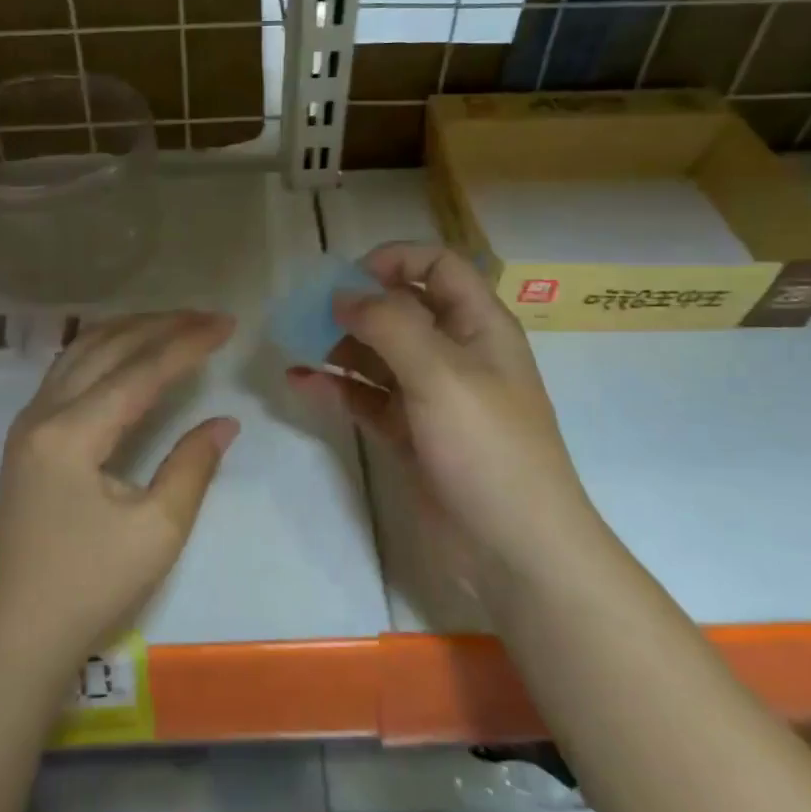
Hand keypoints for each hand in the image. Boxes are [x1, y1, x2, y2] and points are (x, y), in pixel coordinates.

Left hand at [0, 311, 238, 669]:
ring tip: (174, 323)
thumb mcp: (157, 531)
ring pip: (80, 352)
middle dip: (160, 326)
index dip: (186, 344)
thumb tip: (225, 421)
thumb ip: (192, 466)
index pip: (139, 372)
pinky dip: (104, 350)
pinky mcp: (25, 437)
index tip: (226, 324)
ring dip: (129, 330)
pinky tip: (128, 352)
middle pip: (106, 347)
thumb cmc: (90, 587)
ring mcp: (28, 423)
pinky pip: (67, 370)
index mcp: (72, 435)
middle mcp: (42, 414)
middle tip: (207, 317)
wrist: (17, 632)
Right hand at [287, 244, 597, 582]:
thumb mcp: (441, 374)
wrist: (515, 551)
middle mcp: (454, 353)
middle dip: (355, 305)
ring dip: (338, 346)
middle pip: (400, 309)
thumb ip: (389, 325)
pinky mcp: (409, 435)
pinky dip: (336, 388)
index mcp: (478, 326)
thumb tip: (343, 295)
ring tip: (295, 346)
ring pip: (378, 354)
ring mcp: (430, 396)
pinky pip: (366, 398)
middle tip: (308, 314)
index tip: (348, 278)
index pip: (437, 266)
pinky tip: (300, 383)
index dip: (395, 260)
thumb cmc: (487, 448)